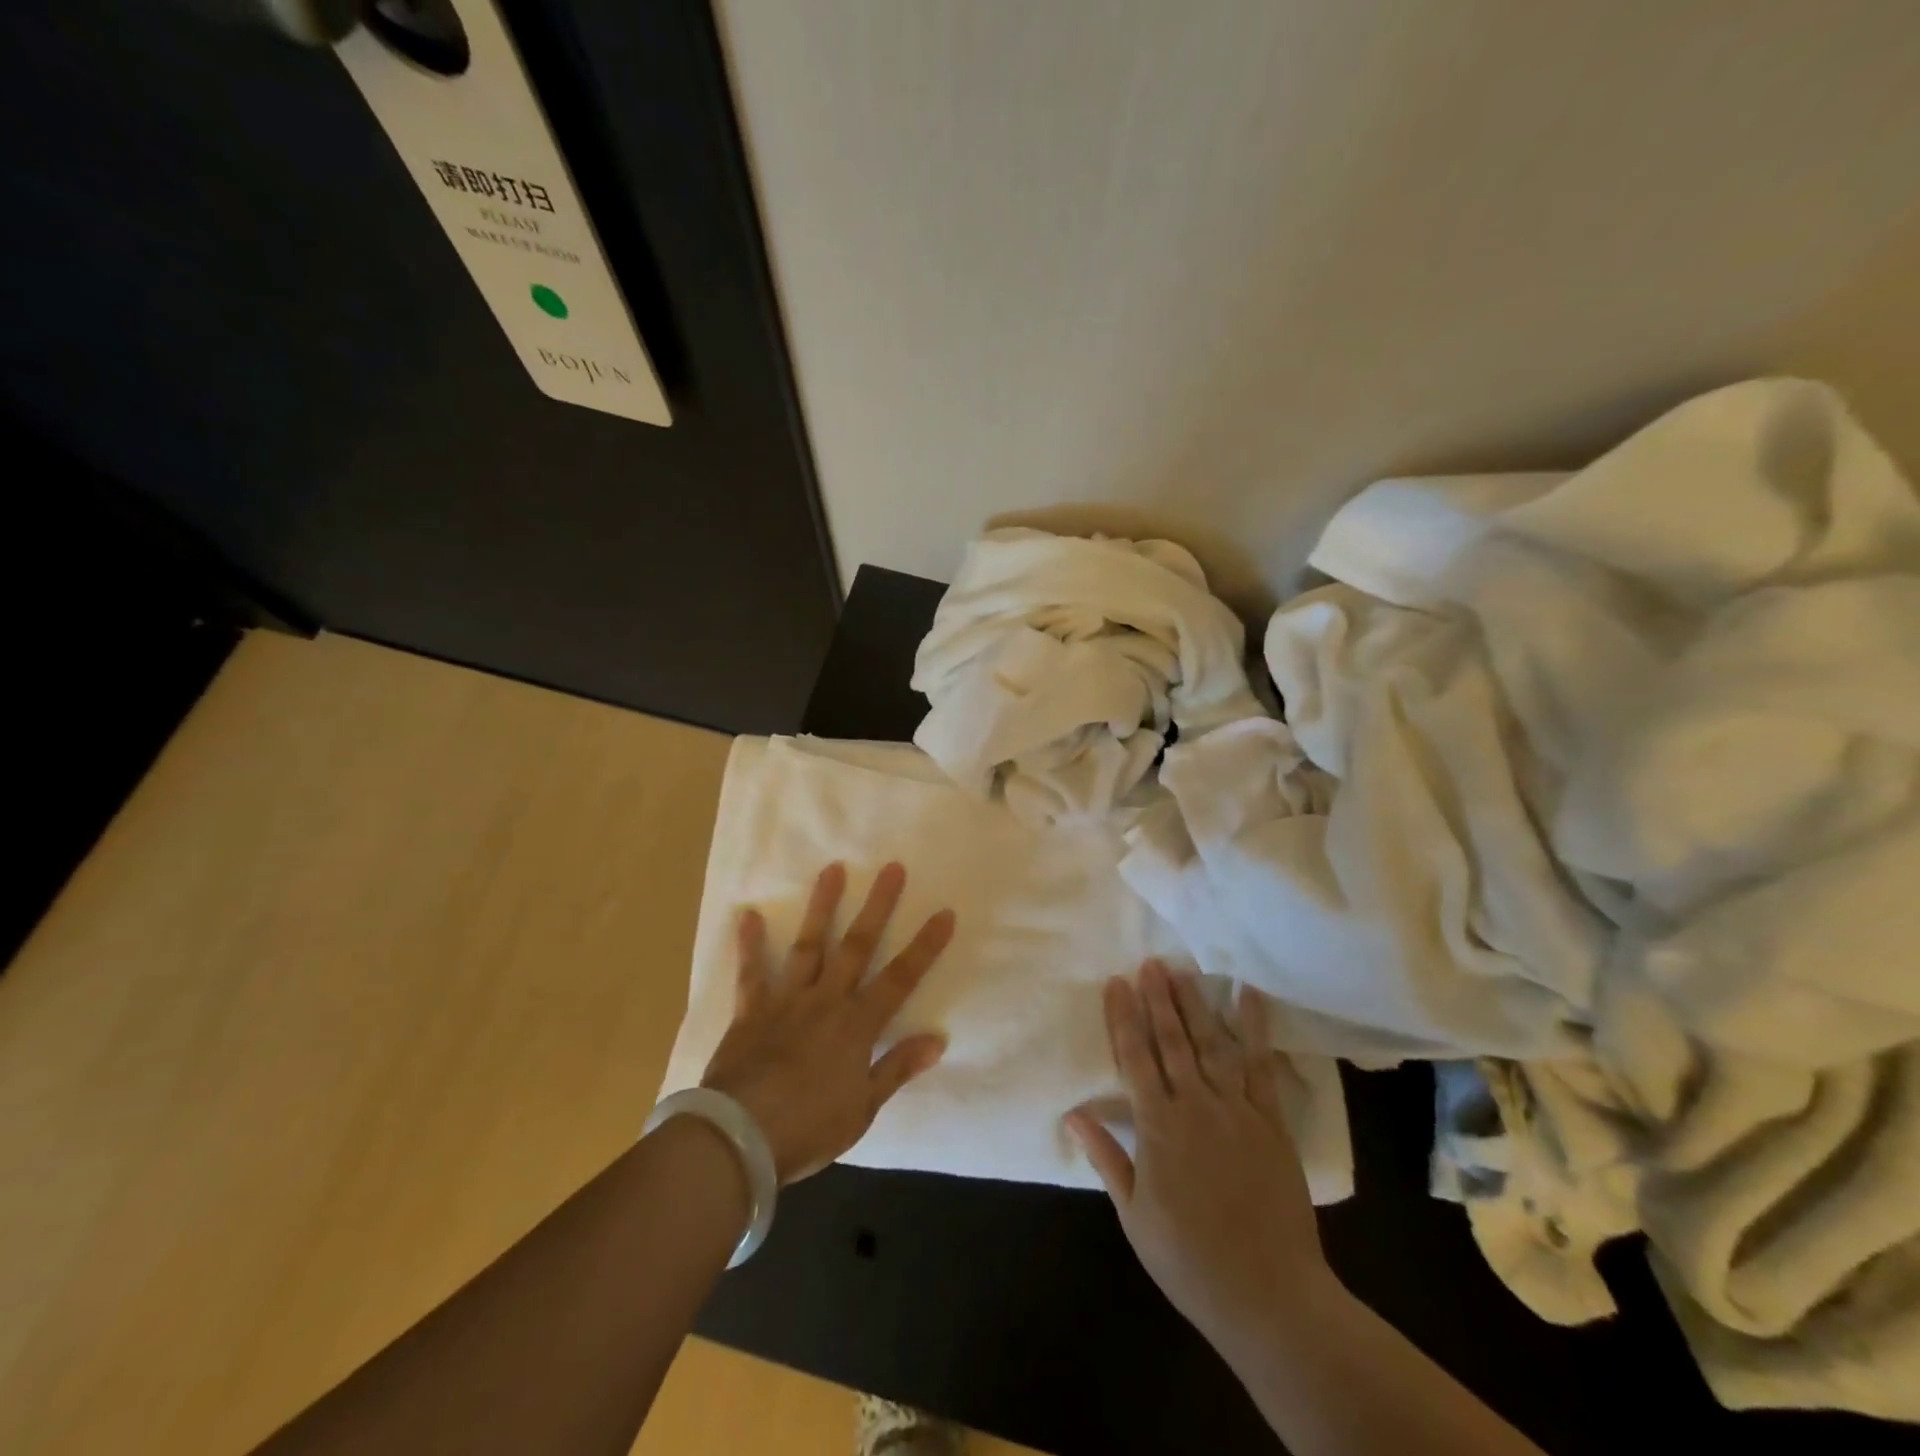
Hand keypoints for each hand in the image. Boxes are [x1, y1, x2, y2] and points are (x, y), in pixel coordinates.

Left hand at [701, 862, 954, 1182]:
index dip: (925, 946)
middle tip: (891, 868)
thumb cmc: (808, 1128)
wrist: (739, 1138)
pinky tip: (748, 914)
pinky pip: (752, 973)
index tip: (944, 913)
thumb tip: (937, 1040)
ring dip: (822, 907)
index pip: (901, 978)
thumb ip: (896, 1068)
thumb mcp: (863, 1108)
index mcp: (857, 1025)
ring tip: (832, 869)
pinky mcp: (751, 1011)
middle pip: (857, 946)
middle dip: (878, 906)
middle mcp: (826, 1000)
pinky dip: (750, 945)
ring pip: (810, 946)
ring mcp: (787, 1001)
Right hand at [1066, 961, 1334, 1352]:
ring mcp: (1237, 1110)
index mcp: (1158, 1128)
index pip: (1134, 1058)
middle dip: (1158, 999)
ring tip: (1182, 971)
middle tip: (1150, 963)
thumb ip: (1107, 1158)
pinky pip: (1261, 1066)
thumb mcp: (1135, 1216)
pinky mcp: (1271, 1122)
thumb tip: (1073, 1113)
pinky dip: (1255, 1029)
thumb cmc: (1190, 1260)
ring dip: (1195, 1004)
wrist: (1269, 1297)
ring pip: (1212, 1044)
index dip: (1123, 1017)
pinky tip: (1249, 997)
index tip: (1115, 983)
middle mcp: (1196, 1106)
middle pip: (1172, 1041)